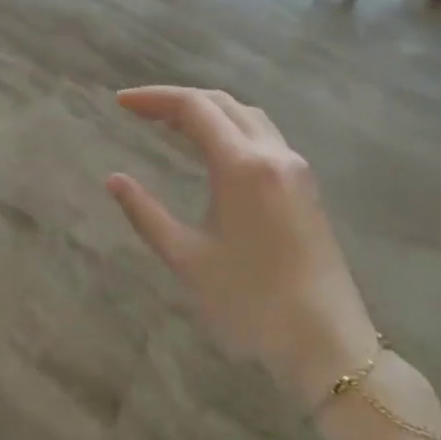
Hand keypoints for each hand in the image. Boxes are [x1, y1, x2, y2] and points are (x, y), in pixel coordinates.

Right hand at [106, 86, 379, 411]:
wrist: (326, 341)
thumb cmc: (250, 301)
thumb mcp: (186, 258)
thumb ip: (146, 213)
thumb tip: (114, 180)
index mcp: (242, 166)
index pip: (194, 108)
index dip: (154, 98)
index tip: (120, 102)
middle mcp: (273, 155)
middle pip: (222, 103)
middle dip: (177, 100)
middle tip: (138, 110)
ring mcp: (295, 169)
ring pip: (246, 116)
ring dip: (207, 111)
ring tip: (168, 124)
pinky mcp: (305, 186)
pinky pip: (262, 136)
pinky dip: (229, 128)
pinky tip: (210, 149)